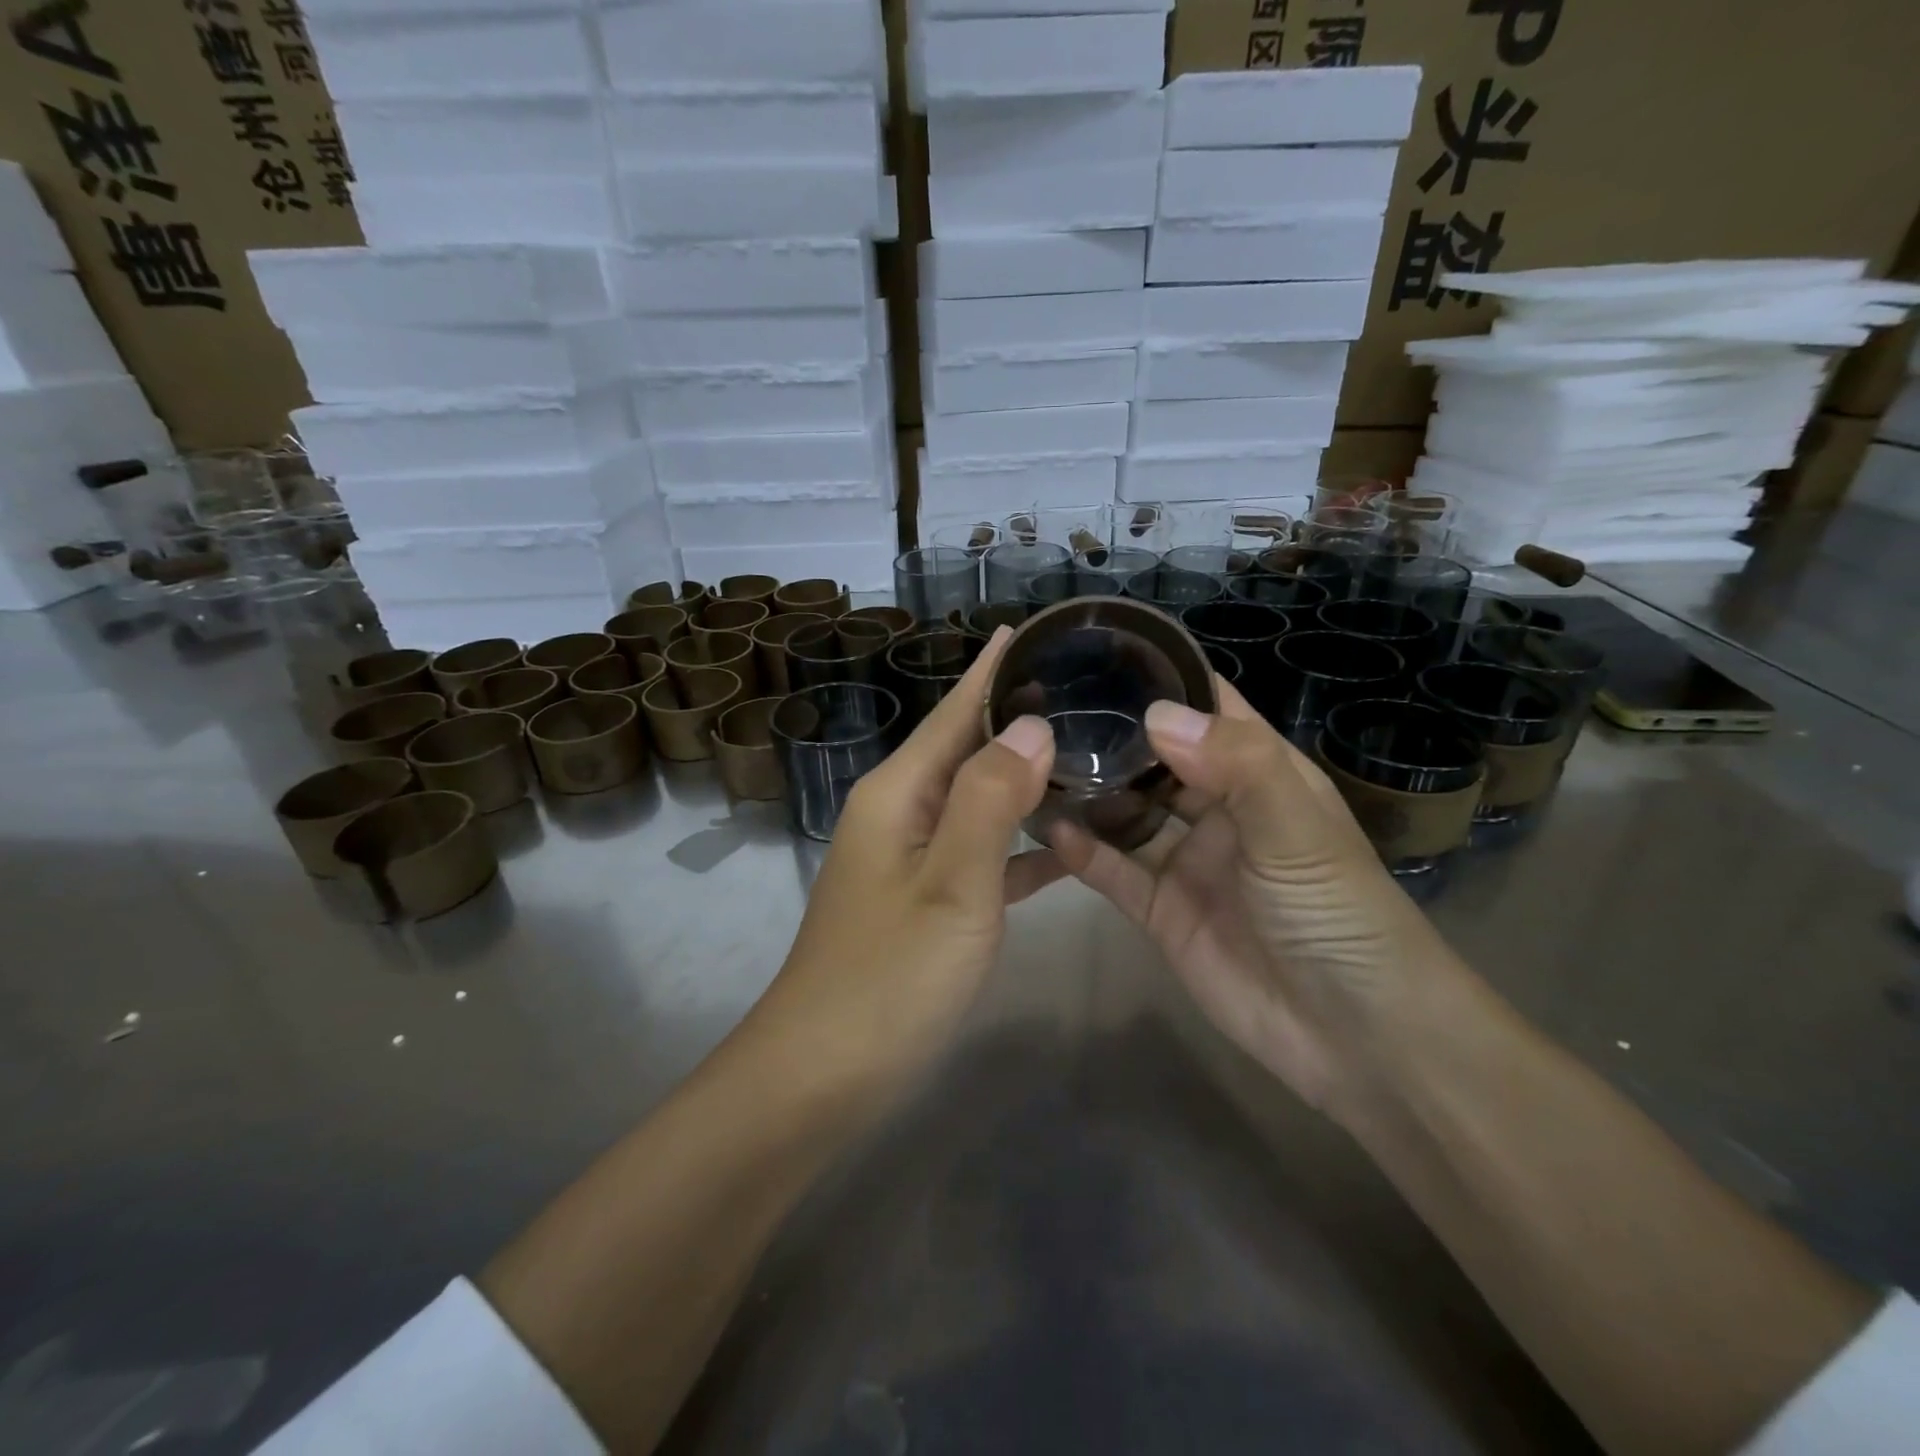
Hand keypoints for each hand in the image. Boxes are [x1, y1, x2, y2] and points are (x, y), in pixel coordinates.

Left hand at [752, 628, 1063, 1087]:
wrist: (822, 1073)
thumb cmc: (888, 975)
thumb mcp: (952, 883)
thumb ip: (992, 799)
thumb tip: (1031, 724)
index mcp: (899, 793)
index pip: (953, 712)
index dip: (990, 671)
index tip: (1028, 630)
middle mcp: (900, 813)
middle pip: (965, 749)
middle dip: (1016, 718)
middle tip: (1083, 689)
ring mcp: (910, 860)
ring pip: (978, 802)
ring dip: (1025, 780)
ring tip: (1087, 755)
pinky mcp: (925, 902)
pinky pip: (981, 855)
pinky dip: (1021, 845)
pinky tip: (1068, 845)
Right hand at [1047, 681, 1464, 1119]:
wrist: (1355, 1038)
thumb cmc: (1339, 915)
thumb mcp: (1297, 830)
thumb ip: (1235, 766)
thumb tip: (1155, 714)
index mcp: (1261, 773)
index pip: (1209, 708)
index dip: (1164, 678)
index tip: (1100, 651)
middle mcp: (1219, 808)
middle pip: (1157, 758)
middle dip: (1111, 734)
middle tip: (1045, 707)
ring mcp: (1186, 859)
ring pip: (1128, 812)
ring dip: (1090, 791)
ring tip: (1033, 761)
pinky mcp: (1161, 909)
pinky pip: (1114, 870)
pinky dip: (1083, 851)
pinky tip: (1048, 828)